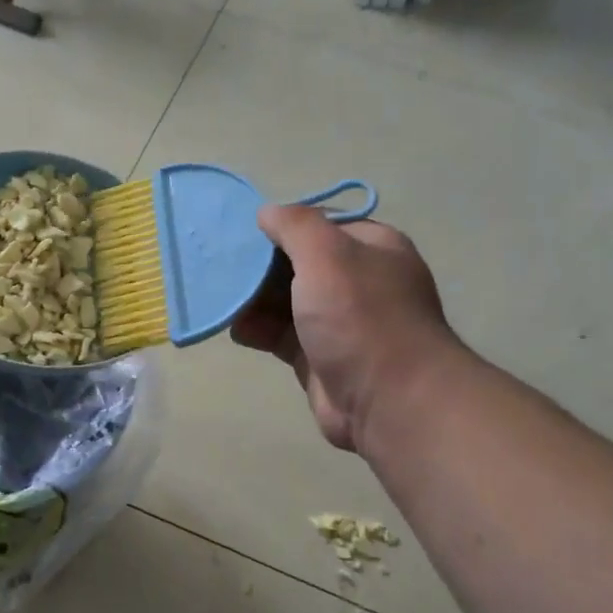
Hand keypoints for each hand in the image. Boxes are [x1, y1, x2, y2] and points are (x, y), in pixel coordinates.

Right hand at [230, 206, 455, 451]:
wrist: (390, 400)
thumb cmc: (360, 316)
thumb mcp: (328, 254)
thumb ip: (296, 226)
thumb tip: (268, 212)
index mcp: (371, 247)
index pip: (319, 224)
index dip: (281, 226)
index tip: (242, 232)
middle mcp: (356, 281)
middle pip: (296, 262)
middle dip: (259, 266)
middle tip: (222, 266)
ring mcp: (338, 321)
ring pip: (284, 300)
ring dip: (252, 299)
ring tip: (223, 299)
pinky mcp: (318, 356)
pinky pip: (280, 335)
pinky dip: (257, 329)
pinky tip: (237, 329)